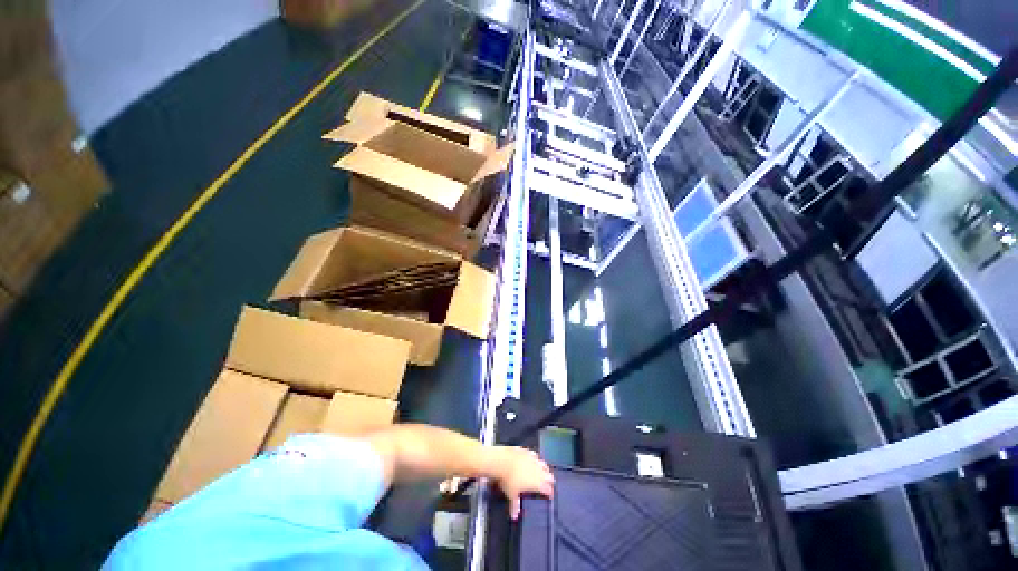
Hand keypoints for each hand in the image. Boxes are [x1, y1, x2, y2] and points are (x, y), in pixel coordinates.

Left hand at [491, 446, 554, 519]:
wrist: (502, 461)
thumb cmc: (508, 480)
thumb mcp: (511, 495)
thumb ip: (515, 505)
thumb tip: (514, 516)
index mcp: (537, 483)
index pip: (548, 489)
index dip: (550, 493)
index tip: (550, 496)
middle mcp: (538, 470)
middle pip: (549, 476)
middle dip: (550, 481)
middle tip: (548, 484)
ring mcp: (533, 459)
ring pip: (544, 464)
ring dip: (544, 469)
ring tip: (543, 471)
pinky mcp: (527, 451)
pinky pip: (535, 455)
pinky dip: (536, 459)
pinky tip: (533, 459)